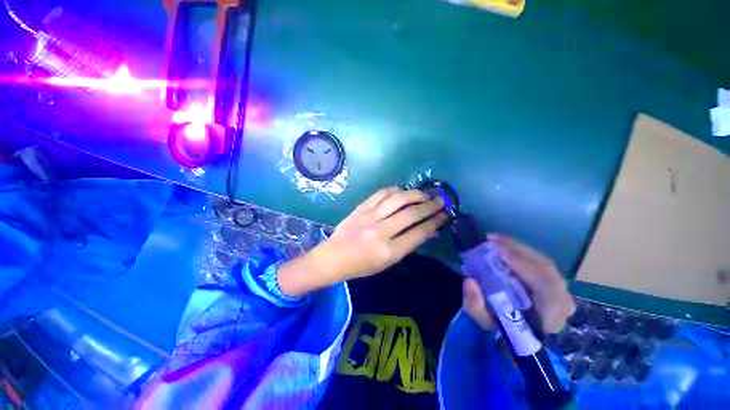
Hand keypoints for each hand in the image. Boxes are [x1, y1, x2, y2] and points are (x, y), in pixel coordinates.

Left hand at [278, 187, 446, 295]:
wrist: (333, 257)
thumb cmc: (361, 266)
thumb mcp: (387, 262)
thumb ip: (407, 245)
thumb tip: (426, 229)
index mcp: (389, 252)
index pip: (418, 233)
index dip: (434, 222)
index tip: (444, 215)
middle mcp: (381, 232)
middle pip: (411, 214)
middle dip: (430, 206)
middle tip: (440, 201)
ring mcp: (369, 217)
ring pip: (398, 199)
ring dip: (415, 194)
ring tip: (425, 194)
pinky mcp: (361, 208)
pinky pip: (381, 194)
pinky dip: (394, 190)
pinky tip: (402, 191)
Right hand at [462, 234, 575, 333]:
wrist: (525, 336)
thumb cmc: (505, 329)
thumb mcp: (486, 322)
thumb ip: (476, 306)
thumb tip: (469, 280)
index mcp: (551, 317)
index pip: (546, 288)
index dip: (525, 267)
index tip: (500, 253)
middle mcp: (562, 300)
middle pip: (546, 268)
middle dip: (518, 250)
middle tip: (491, 240)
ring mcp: (561, 290)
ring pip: (542, 262)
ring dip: (518, 248)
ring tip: (495, 239)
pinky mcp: (554, 282)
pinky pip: (539, 262)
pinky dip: (521, 251)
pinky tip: (504, 245)